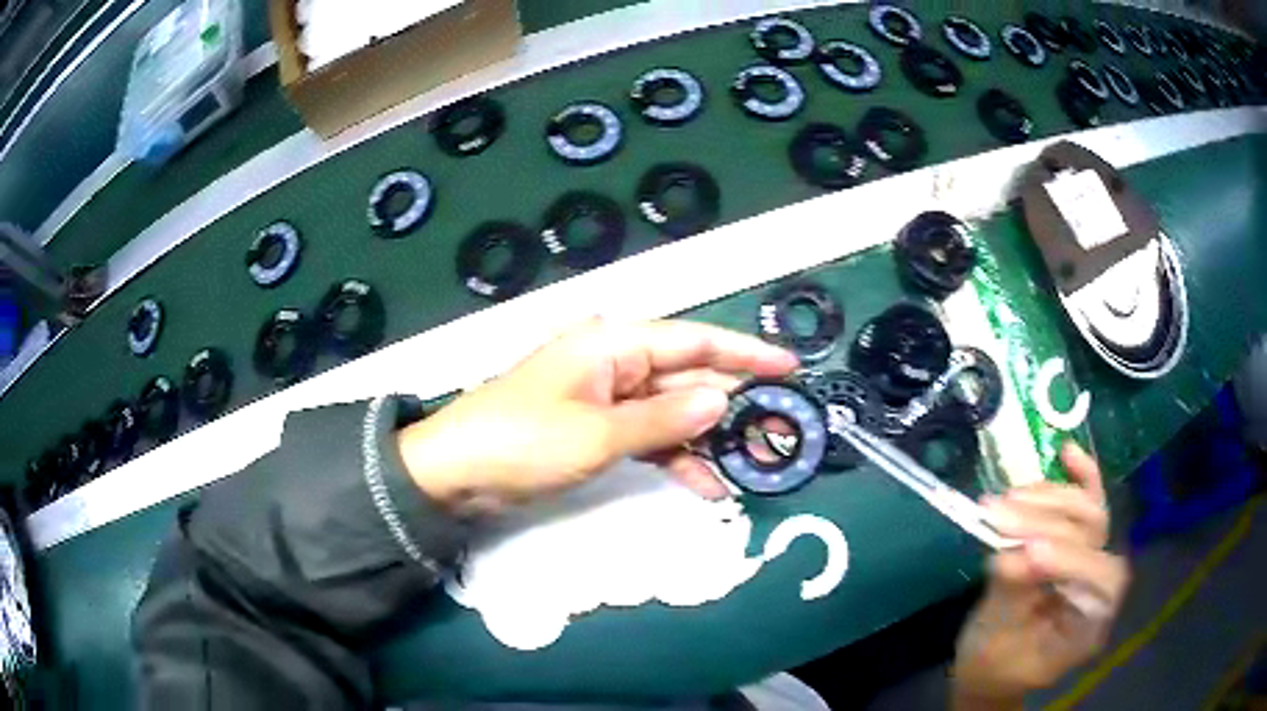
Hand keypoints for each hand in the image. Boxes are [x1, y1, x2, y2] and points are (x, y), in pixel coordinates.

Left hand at [396, 319, 797, 512]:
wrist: (455, 473)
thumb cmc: (522, 440)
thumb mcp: (597, 434)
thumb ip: (663, 419)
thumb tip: (720, 400)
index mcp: (613, 344)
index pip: (692, 341)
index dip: (744, 353)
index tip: (788, 366)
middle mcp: (614, 362)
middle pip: (686, 376)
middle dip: (731, 403)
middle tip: (778, 426)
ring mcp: (605, 398)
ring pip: (671, 411)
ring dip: (705, 438)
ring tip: (749, 464)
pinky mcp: (596, 429)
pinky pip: (647, 437)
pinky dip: (674, 458)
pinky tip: (706, 484)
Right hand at [951, 443, 1130, 709]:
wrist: (990, 667)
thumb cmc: (992, 666)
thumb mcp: (996, 641)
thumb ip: (1011, 595)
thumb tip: (1009, 554)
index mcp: (1089, 626)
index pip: (1102, 580)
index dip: (1072, 559)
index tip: (1026, 553)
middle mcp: (1099, 587)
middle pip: (1095, 536)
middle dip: (1048, 521)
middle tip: (999, 516)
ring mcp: (1091, 560)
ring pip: (1087, 512)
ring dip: (1046, 500)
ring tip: (1002, 502)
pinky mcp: (1077, 544)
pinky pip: (1087, 503)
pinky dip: (1079, 476)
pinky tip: (1066, 453)